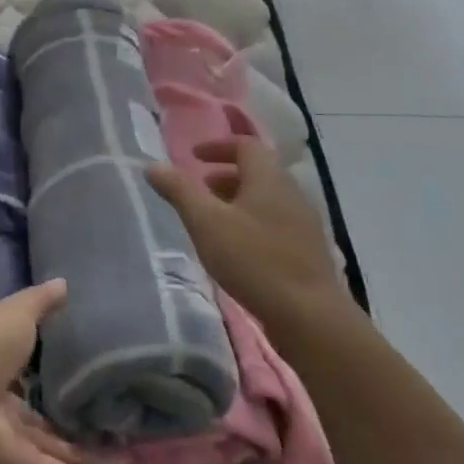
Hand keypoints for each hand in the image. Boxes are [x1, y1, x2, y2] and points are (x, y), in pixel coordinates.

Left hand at [0, 280, 119, 463]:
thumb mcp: (13, 313)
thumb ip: (40, 302)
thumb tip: (64, 282)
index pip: (22, 360)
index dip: (46, 360)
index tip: (80, 361)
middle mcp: (0, 398)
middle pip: (40, 411)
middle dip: (68, 417)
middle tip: (109, 419)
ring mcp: (10, 435)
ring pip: (53, 448)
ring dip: (84, 457)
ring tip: (122, 463)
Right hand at [147, 136, 354, 338]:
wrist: (310, 317)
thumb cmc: (253, 260)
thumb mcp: (205, 222)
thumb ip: (179, 191)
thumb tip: (153, 166)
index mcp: (269, 179)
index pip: (246, 146)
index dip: (218, 146)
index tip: (194, 158)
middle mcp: (292, 193)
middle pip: (258, 171)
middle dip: (226, 175)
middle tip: (200, 189)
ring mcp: (305, 224)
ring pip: (268, 199)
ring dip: (239, 200)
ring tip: (215, 220)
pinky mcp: (310, 251)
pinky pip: (277, 222)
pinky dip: (253, 222)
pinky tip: (239, 248)